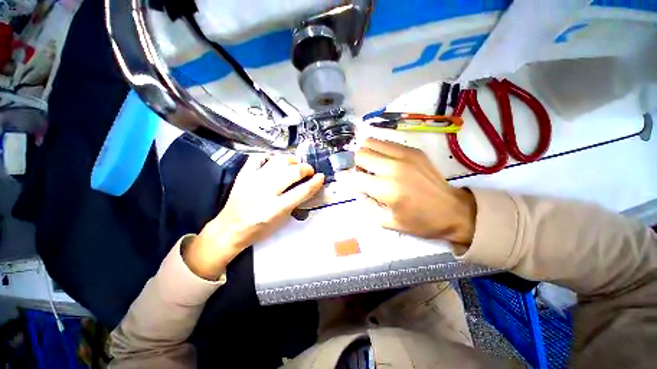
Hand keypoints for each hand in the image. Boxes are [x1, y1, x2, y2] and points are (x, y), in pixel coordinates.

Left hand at [184, 155, 323, 279]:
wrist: (230, 229)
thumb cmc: (259, 229)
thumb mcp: (282, 220)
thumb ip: (296, 203)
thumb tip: (307, 187)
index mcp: (276, 208)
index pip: (303, 191)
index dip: (316, 182)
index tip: (321, 177)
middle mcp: (266, 192)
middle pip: (293, 172)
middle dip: (306, 168)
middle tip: (309, 171)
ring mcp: (253, 180)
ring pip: (278, 161)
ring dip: (291, 160)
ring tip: (295, 164)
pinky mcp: (243, 175)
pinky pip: (257, 157)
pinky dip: (269, 156)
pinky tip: (275, 160)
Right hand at [349, 138, 475, 244]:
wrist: (454, 211)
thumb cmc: (421, 222)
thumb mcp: (388, 222)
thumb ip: (367, 206)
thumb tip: (358, 191)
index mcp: (386, 189)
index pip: (355, 177)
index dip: (348, 179)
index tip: (349, 182)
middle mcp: (393, 168)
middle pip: (361, 155)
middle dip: (356, 164)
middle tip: (362, 173)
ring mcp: (405, 156)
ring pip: (371, 142)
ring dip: (366, 152)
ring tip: (371, 163)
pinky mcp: (414, 151)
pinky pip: (387, 143)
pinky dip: (379, 149)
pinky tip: (384, 159)